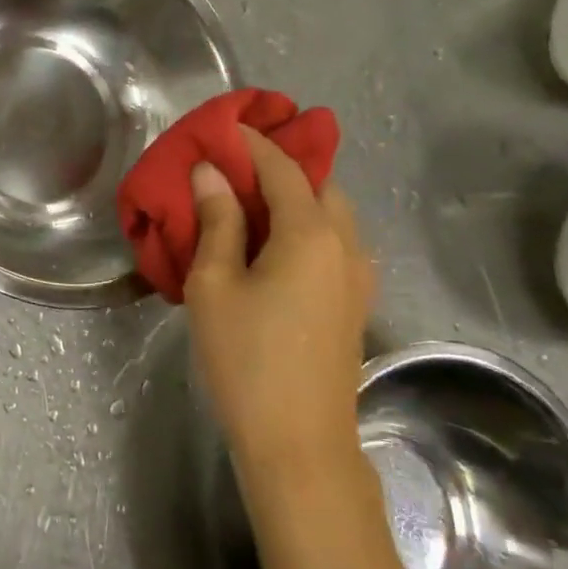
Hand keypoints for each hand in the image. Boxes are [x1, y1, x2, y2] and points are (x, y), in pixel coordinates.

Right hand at [185, 125, 374, 477]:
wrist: (299, 442)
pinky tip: (269, 244)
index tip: (225, 126)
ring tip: (247, 200)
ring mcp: (357, 276)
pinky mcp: (353, 303)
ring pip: (330, 215)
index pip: (283, 168)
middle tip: (234, 163)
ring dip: (294, 196)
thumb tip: (211, 173)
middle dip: (281, 165)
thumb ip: (217, 222)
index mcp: (311, 233)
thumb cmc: (246, 358)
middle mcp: (346, 244)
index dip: (253, 142)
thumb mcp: (215, 284)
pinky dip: (303, 226)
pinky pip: (332, 243)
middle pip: (318, 184)